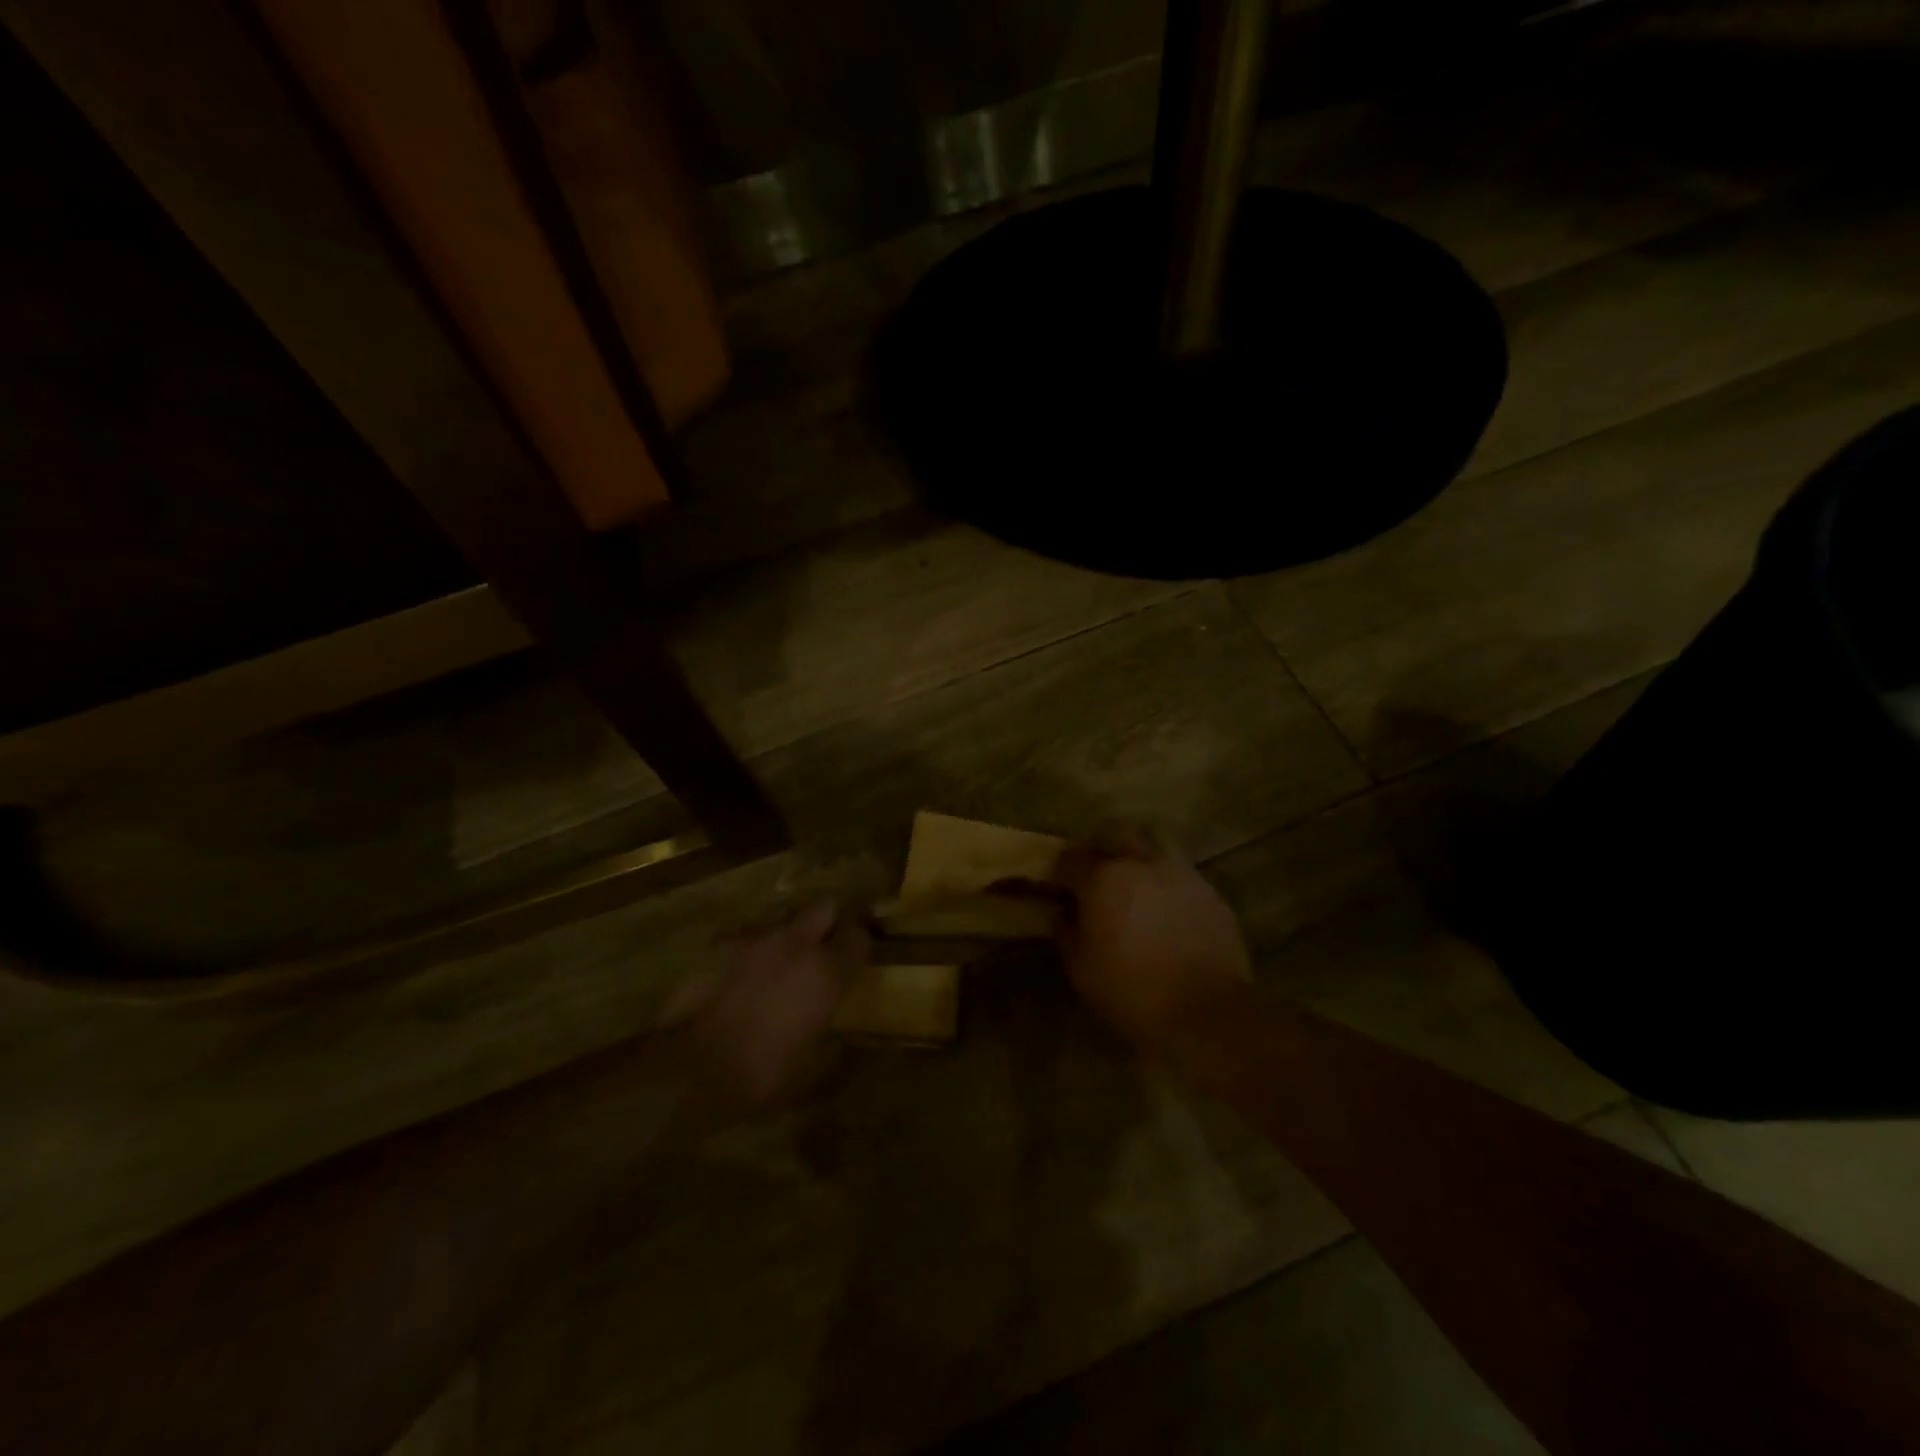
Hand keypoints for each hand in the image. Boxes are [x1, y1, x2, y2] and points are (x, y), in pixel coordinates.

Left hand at [659, 900, 867, 1116]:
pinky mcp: (719, 943)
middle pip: (824, 907)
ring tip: (780, 956)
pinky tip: (741, 969)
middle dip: (828, 921)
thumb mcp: (809, 1068)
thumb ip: (828, 1038)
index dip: (860, 943)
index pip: (858, 936)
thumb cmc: (760, 1072)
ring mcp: (755, 938)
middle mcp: (796, 943)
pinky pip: (745, 933)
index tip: (857, 955)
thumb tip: (836, 1034)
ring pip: (783, 915)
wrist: (689, 1067)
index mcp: (826, 972)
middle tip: (823, 945)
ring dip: (787, 931)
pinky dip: (750, 946)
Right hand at [1050, 824, 1251, 1046]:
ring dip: (1137, 858)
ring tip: (1133, 887)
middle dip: (1101, 846)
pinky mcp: (1209, 890)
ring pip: (1152, 845)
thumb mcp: (1082, 969)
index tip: (1059, 888)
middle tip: (1096, 872)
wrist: (1208, 1011)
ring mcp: (1180, 873)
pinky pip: (1179, 873)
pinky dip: (1165, 882)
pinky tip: (1164, 910)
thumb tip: (1061, 913)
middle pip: (1116, 831)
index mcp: (1103, 878)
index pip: (1071, 858)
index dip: (1060, 872)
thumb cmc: (1133, 990)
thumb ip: (1066, 932)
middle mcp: (1141, 863)